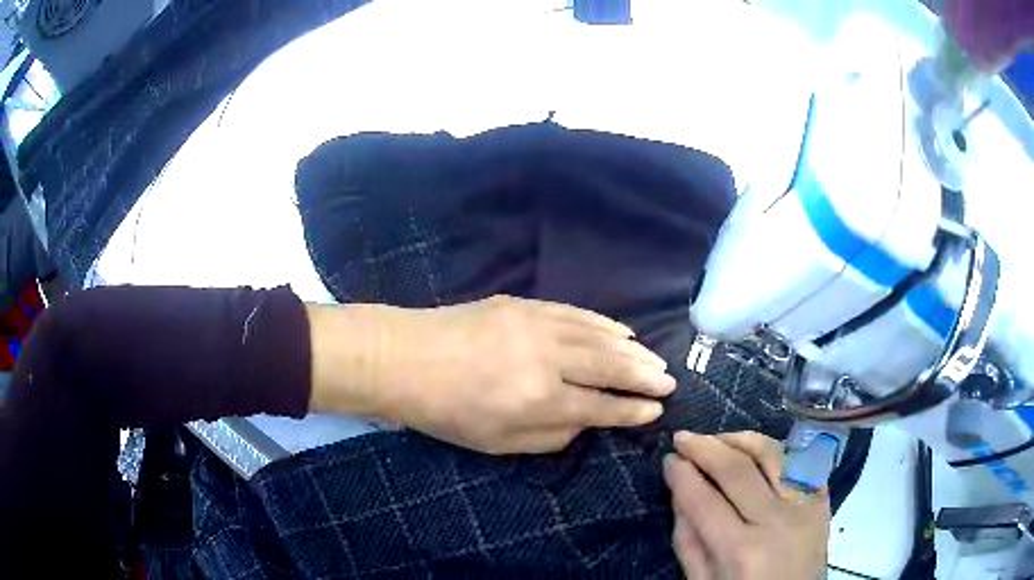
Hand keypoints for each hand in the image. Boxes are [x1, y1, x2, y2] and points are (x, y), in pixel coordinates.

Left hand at [308, 296, 675, 453]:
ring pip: (599, 337)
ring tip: (654, 360)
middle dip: (644, 376)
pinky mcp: (525, 305)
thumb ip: (551, 436)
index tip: (655, 411)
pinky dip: (604, 324)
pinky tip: (620, 331)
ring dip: (632, 349)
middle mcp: (548, 361)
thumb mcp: (498, 444)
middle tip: (669, 382)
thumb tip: (585, 421)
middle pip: (610, 367)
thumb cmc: (447, 412)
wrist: (405, 357)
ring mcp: (538, 326)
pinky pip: (577, 314)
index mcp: (540, 402)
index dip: (632, 411)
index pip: (602, 407)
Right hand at [663, 431, 828, 579]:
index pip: (704, 499)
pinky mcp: (822, 498)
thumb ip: (688, 540)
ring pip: (771, 453)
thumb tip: (678, 491)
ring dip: (740, 439)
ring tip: (718, 439)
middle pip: (737, 469)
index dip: (682, 474)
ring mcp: (805, 505)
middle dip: (705, 447)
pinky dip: (776, 449)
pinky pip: (799, 460)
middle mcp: (775, 520)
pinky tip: (757, 450)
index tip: (667, 459)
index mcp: (741, 550)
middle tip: (683, 438)